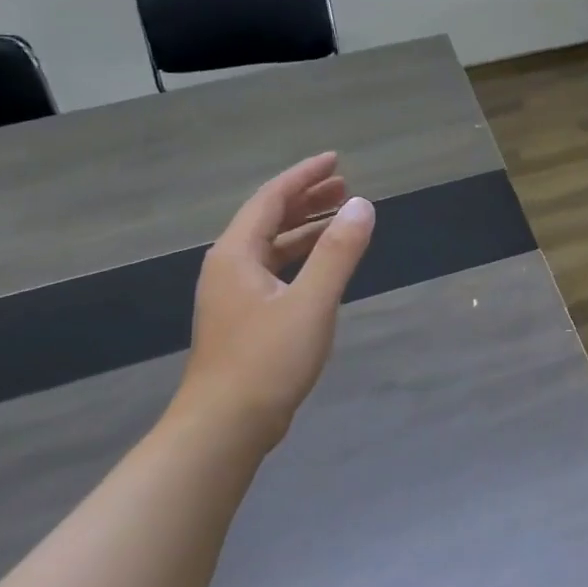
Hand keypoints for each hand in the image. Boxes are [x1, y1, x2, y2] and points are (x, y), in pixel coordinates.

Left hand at [167, 153, 375, 455]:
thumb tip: (362, 206)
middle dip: (306, 199)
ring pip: (272, 247)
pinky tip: (323, 266)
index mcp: (236, 255)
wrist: (225, 426)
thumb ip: (338, 252)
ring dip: (305, 229)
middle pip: (268, 219)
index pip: (271, 199)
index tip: (336, 160)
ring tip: (341, 218)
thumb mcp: (311, 302)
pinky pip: (275, 271)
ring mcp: (234, 295)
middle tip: (345, 186)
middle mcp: (229, 267)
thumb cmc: (267, 360)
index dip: (304, 176)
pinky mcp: (244, 319)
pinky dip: (301, 258)